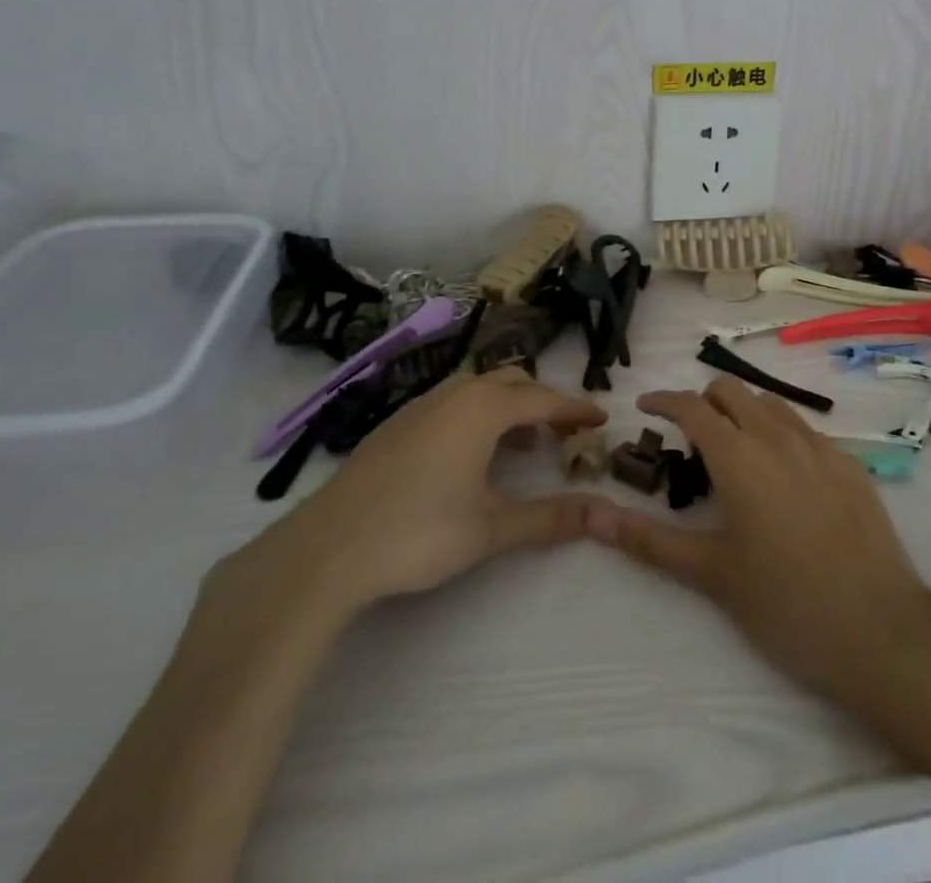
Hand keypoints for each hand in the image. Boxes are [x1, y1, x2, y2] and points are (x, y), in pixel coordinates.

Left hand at [209, 369, 608, 631]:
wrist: (326, 548)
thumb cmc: (418, 532)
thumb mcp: (491, 528)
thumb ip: (549, 517)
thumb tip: (603, 512)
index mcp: (483, 409)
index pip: (544, 399)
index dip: (575, 409)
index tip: (601, 418)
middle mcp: (454, 394)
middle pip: (511, 382)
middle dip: (543, 401)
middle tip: (564, 430)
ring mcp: (419, 406)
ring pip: (478, 389)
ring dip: (508, 406)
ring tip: (522, 442)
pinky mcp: (395, 424)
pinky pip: (451, 402)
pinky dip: (477, 414)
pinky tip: (469, 453)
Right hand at [585, 378, 930, 710]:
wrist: (882, 632)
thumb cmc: (786, 605)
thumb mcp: (710, 575)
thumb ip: (649, 540)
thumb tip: (593, 518)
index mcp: (739, 457)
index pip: (691, 406)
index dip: (663, 400)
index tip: (644, 408)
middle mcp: (778, 436)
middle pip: (731, 390)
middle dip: (703, 402)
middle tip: (690, 441)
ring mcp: (820, 446)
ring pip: (770, 404)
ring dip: (743, 413)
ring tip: (735, 456)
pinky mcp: (850, 463)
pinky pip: (804, 429)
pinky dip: (779, 434)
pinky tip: (784, 480)